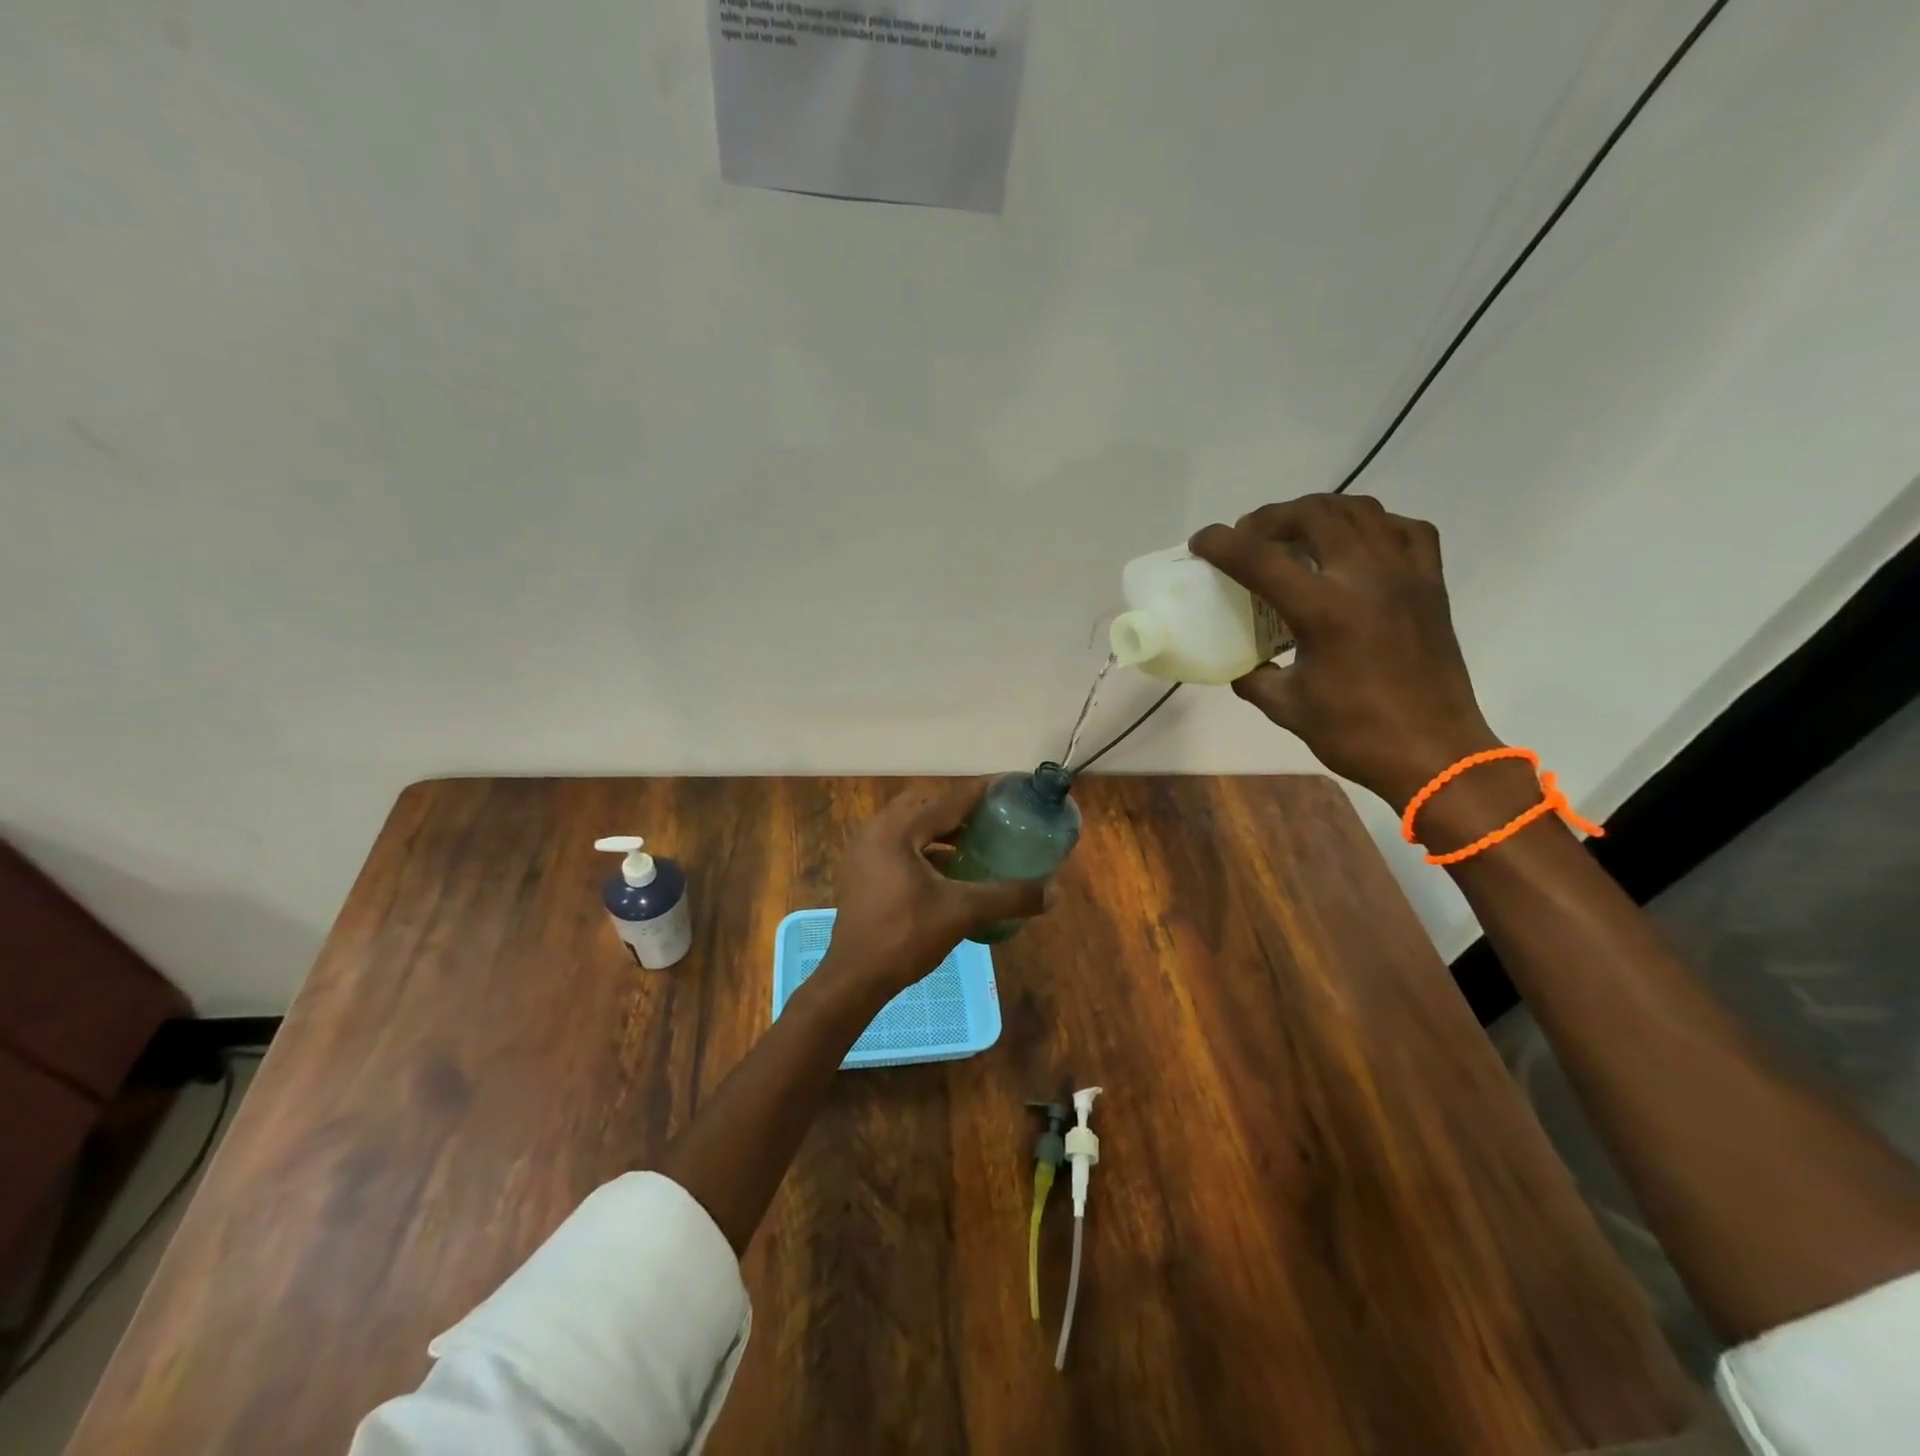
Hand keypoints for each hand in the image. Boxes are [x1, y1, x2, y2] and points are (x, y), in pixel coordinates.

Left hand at [822, 780, 1052, 995]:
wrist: (854, 979)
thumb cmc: (905, 937)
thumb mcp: (962, 913)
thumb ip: (1008, 897)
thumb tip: (1055, 891)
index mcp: (898, 829)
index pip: (949, 798)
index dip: (983, 791)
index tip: (1011, 786)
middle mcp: (877, 830)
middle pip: (926, 803)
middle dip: (960, 807)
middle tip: (993, 817)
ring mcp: (864, 851)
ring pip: (910, 825)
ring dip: (941, 828)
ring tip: (975, 840)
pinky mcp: (862, 871)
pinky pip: (899, 844)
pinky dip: (925, 848)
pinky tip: (948, 869)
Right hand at [1189, 494, 1498, 809]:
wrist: (1434, 753)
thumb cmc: (1355, 734)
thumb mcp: (1286, 707)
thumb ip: (1254, 677)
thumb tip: (1240, 664)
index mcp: (1324, 611)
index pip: (1260, 558)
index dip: (1221, 543)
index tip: (1200, 542)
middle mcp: (1365, 578)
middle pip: (1313, 514)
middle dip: (1270, 517)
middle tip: (1249, 537)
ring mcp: (1405, 575)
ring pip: (1360, 510)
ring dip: (1318, 511)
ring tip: (1296, 533)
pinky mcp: (1431, 584)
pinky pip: (1405, 529)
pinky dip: (1373, 524)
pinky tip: (1355, 544)